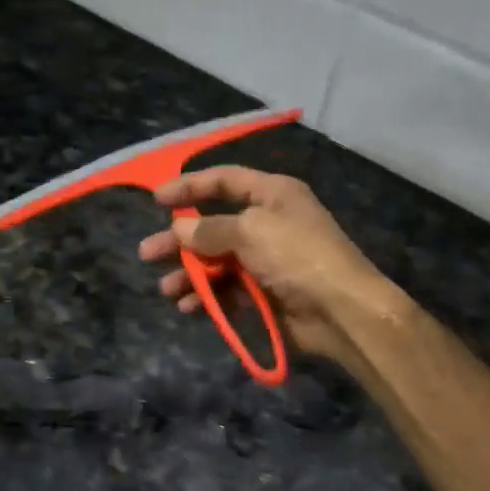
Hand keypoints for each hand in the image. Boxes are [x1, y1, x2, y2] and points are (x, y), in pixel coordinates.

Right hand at [137, 167, 404, 365]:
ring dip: (190, 274)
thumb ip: (209, 230)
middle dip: (179, 241)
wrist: (341, 310)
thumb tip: (179, 230)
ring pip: (217, 262)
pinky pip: (228, 290)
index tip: (156, 200)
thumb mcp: (251, 231)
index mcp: (272, 195)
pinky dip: (208, 296)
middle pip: (213, 226)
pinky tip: (189, 306)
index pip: (225, 181)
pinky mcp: (265, 293)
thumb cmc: (297, 256)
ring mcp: (266, 260)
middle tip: (148, 253)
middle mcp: (268, 223)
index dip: (190, 187)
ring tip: (167, 290)